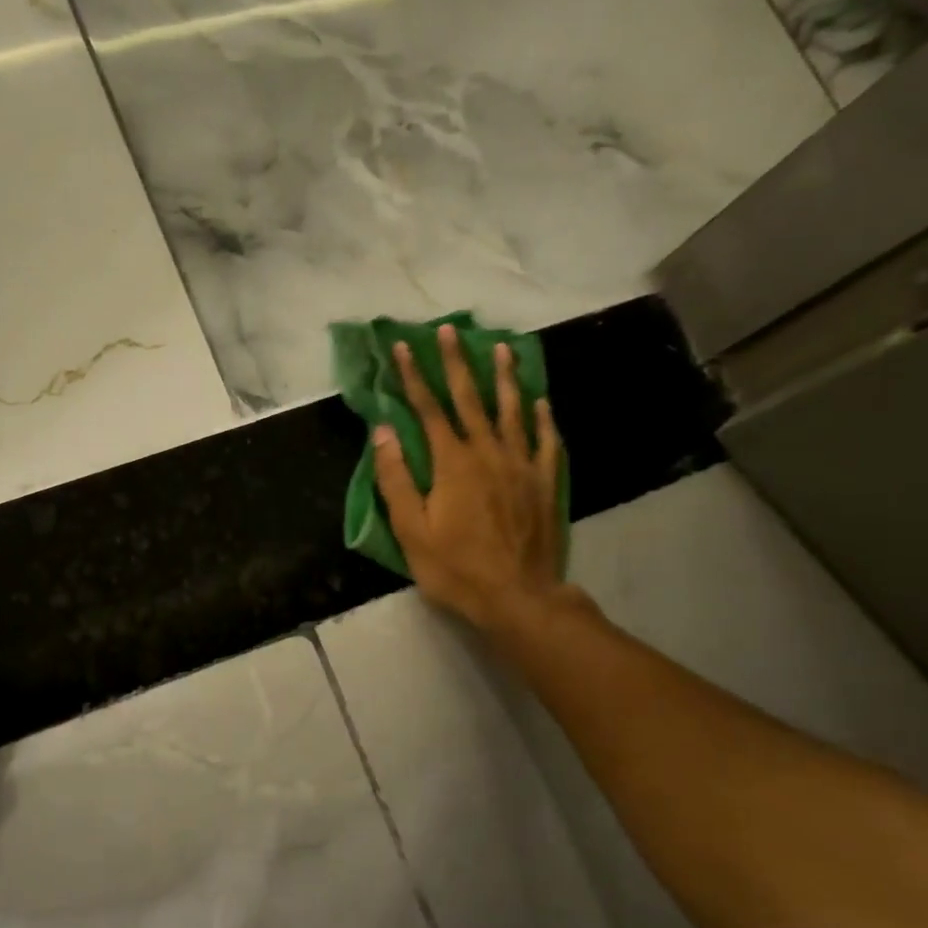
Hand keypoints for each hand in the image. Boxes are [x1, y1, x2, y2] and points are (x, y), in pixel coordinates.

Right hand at [372, 323, 569, 632]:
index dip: (412, 376)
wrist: (518, 597)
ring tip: (500, 349)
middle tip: (449, 330)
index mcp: (452, 463)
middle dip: (455, 362)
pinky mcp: (544, 482)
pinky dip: (541, 418)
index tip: (401, 348)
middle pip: (469, 398)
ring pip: (511, 411)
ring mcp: (521, 465)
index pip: (427, 409)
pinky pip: (544, 441)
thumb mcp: (411, 530)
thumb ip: (396, 478)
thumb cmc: (455, 568)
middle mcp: (488, 452)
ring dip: (503, 378)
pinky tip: (539, 401)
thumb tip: (383, 431)